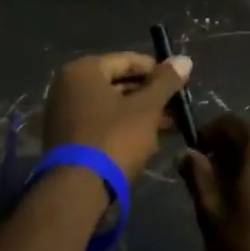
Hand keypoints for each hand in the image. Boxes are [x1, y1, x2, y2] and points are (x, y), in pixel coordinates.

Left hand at [41, 51, 191, 180]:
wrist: (77, 190)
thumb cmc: (113, 139)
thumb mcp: (146, 109)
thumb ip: (165, 82)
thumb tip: (185, 59)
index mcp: (83, 70)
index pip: (127, 60)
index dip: (157, 70)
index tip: (180, 83)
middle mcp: (68, 86)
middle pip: (118, 83)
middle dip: (149, 95)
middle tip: (177, 106)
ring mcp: (64, 113)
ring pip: (111, 106)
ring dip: (140, 113)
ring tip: (170, 124)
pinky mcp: (67, 139)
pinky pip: (101, 123)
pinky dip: (123, 127)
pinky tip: (148, 139)